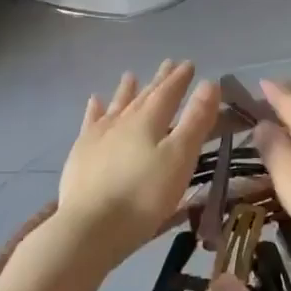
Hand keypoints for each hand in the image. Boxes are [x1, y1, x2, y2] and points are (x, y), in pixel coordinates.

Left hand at [56, 61, 221, 264]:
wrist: (91, 227)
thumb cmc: (144, 196)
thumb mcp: (180, 158)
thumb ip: (195, 121)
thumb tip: (209, 83)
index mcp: (148, 121)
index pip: (168, 93)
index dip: (180, 79)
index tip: (189, 64)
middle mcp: (122, 121)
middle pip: (144, 96)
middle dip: (159, 81)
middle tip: (168, 63)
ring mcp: (98, 136)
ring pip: (116, 106)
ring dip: (126, 91)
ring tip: (130, 75)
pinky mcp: (81, 154)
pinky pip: (90, 123)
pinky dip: (94, 110)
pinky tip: (94, 101)